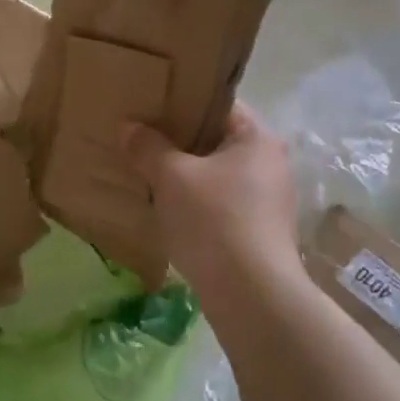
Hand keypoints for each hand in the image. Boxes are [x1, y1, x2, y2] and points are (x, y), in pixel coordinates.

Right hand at [124, 103, 300, 294]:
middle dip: (179, 143)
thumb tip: (128, 128)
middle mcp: (270, 164)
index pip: (217, 105)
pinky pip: (221, 205)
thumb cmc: (215, 221)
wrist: (252, 297)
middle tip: (140, 142)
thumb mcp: (172, 177)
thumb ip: (148, 147)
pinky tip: (167, 213)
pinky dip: (196, 205)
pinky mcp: (260, 233)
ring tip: (147, 176)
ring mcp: (268, 201)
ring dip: (186, 177)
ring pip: (217, 176)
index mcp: (257, 138)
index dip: (182, 103)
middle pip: (216, 141)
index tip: (149, 109)